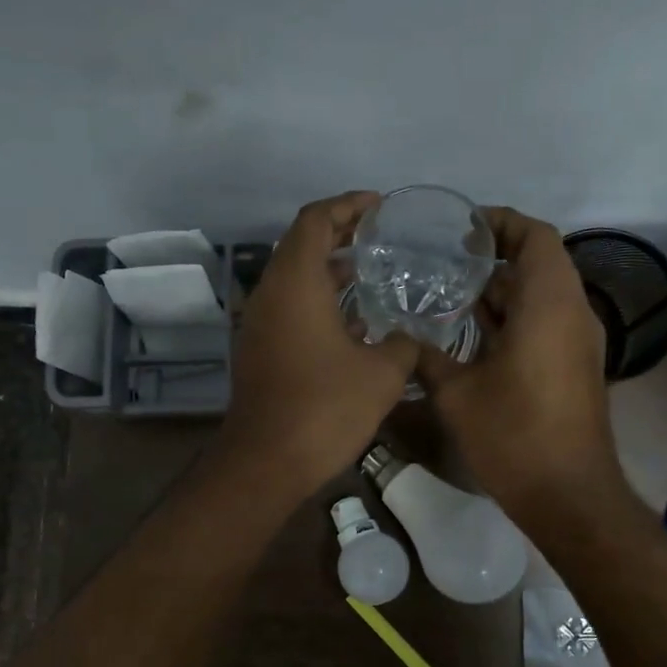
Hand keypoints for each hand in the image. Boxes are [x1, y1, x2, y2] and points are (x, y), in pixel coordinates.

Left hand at [217, 192, 417, 499]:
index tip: (378, 206)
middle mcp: (269, 294)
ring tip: (369, 272)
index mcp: (295, 283)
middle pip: (300, 245)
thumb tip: (409, 337)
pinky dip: (316, 300)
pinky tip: (351, 322)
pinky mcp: (256, 350)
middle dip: (338, 234)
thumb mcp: (383, 373)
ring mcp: (258, 323)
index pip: (314, 220)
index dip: (346, 206)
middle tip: (378, 237)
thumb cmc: (325, 408)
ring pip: (292, 279)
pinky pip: (288, 308)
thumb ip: (403, 343)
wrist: (266, 461)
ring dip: (327, 270)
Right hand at [419, 208, 623, 519]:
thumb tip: (400, 339)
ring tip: (449, 291)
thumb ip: (426, 357)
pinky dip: (512, 316)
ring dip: (502, 289)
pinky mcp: (573, 366)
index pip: (535, 237)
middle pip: (539, 262)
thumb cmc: (514, 435)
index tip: (461, 229)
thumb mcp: (456, 394)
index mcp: (549, 305)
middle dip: (494, 256)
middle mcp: (571, 313)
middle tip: (444, 259)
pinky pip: (544, 321)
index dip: (501, 223)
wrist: (568, 494)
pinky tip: (470, 333)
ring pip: (541, 295)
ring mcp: (577, 342)